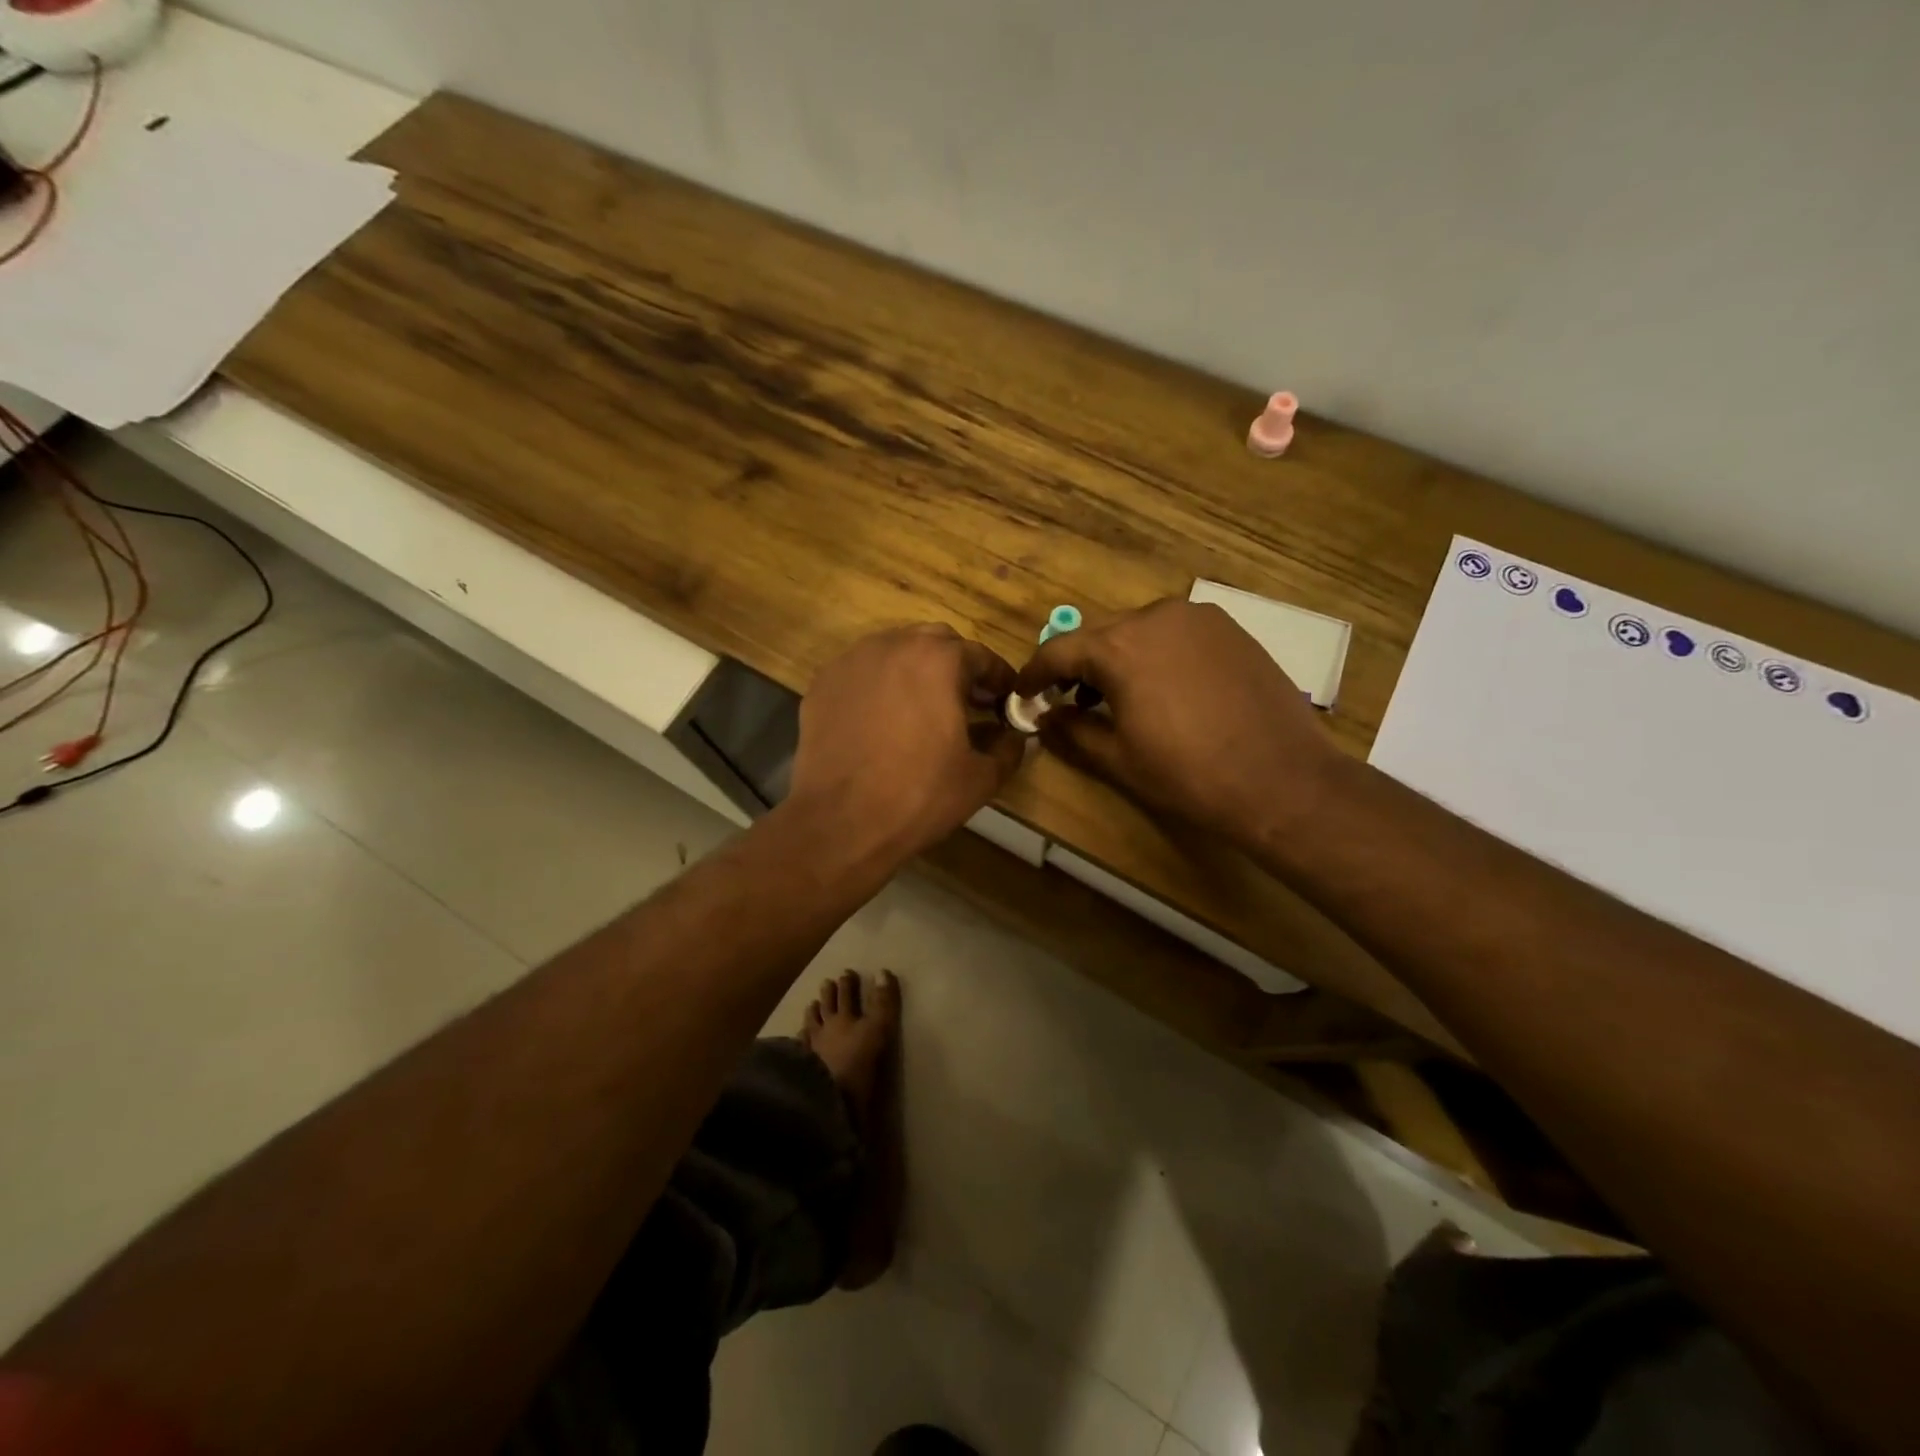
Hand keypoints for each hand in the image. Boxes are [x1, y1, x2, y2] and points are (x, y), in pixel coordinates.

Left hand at [788, 624, 1024, 865]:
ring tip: (922, 707)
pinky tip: (881, 719)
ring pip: (894, 651)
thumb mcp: (980, 778)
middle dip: (956, 666)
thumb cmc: (919, 796)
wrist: (841, 822)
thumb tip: (1016, 737)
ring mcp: (852, 661)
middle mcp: (894, 645)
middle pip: (936, 642)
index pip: (981, 656)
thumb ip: (1007, 748)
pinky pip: (861, 672)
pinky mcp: (823, 684)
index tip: (1005, 699)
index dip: (999, 678)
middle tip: (966, 701)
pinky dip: (879, 685)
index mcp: (939, 660)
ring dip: (915, 670)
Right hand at [1014, 599, 1342, 846]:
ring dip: (1118, 658)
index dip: (1035, 674)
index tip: (1024, 694)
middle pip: (1099, 636)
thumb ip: (1071, 731)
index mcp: (1120, 646)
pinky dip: (1156, 654)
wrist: (1283, 779)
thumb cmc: (1189, 774)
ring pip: (1139, 631)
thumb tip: (1044, 719)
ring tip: (1117, 698)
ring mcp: (1199, 617)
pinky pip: (1176, 633)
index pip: (1059, 651)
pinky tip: (1164, 688)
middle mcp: (1156, 616)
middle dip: (1078, 667)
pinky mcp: (1231, 629)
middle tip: (1070, 701)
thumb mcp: (1118, 759)